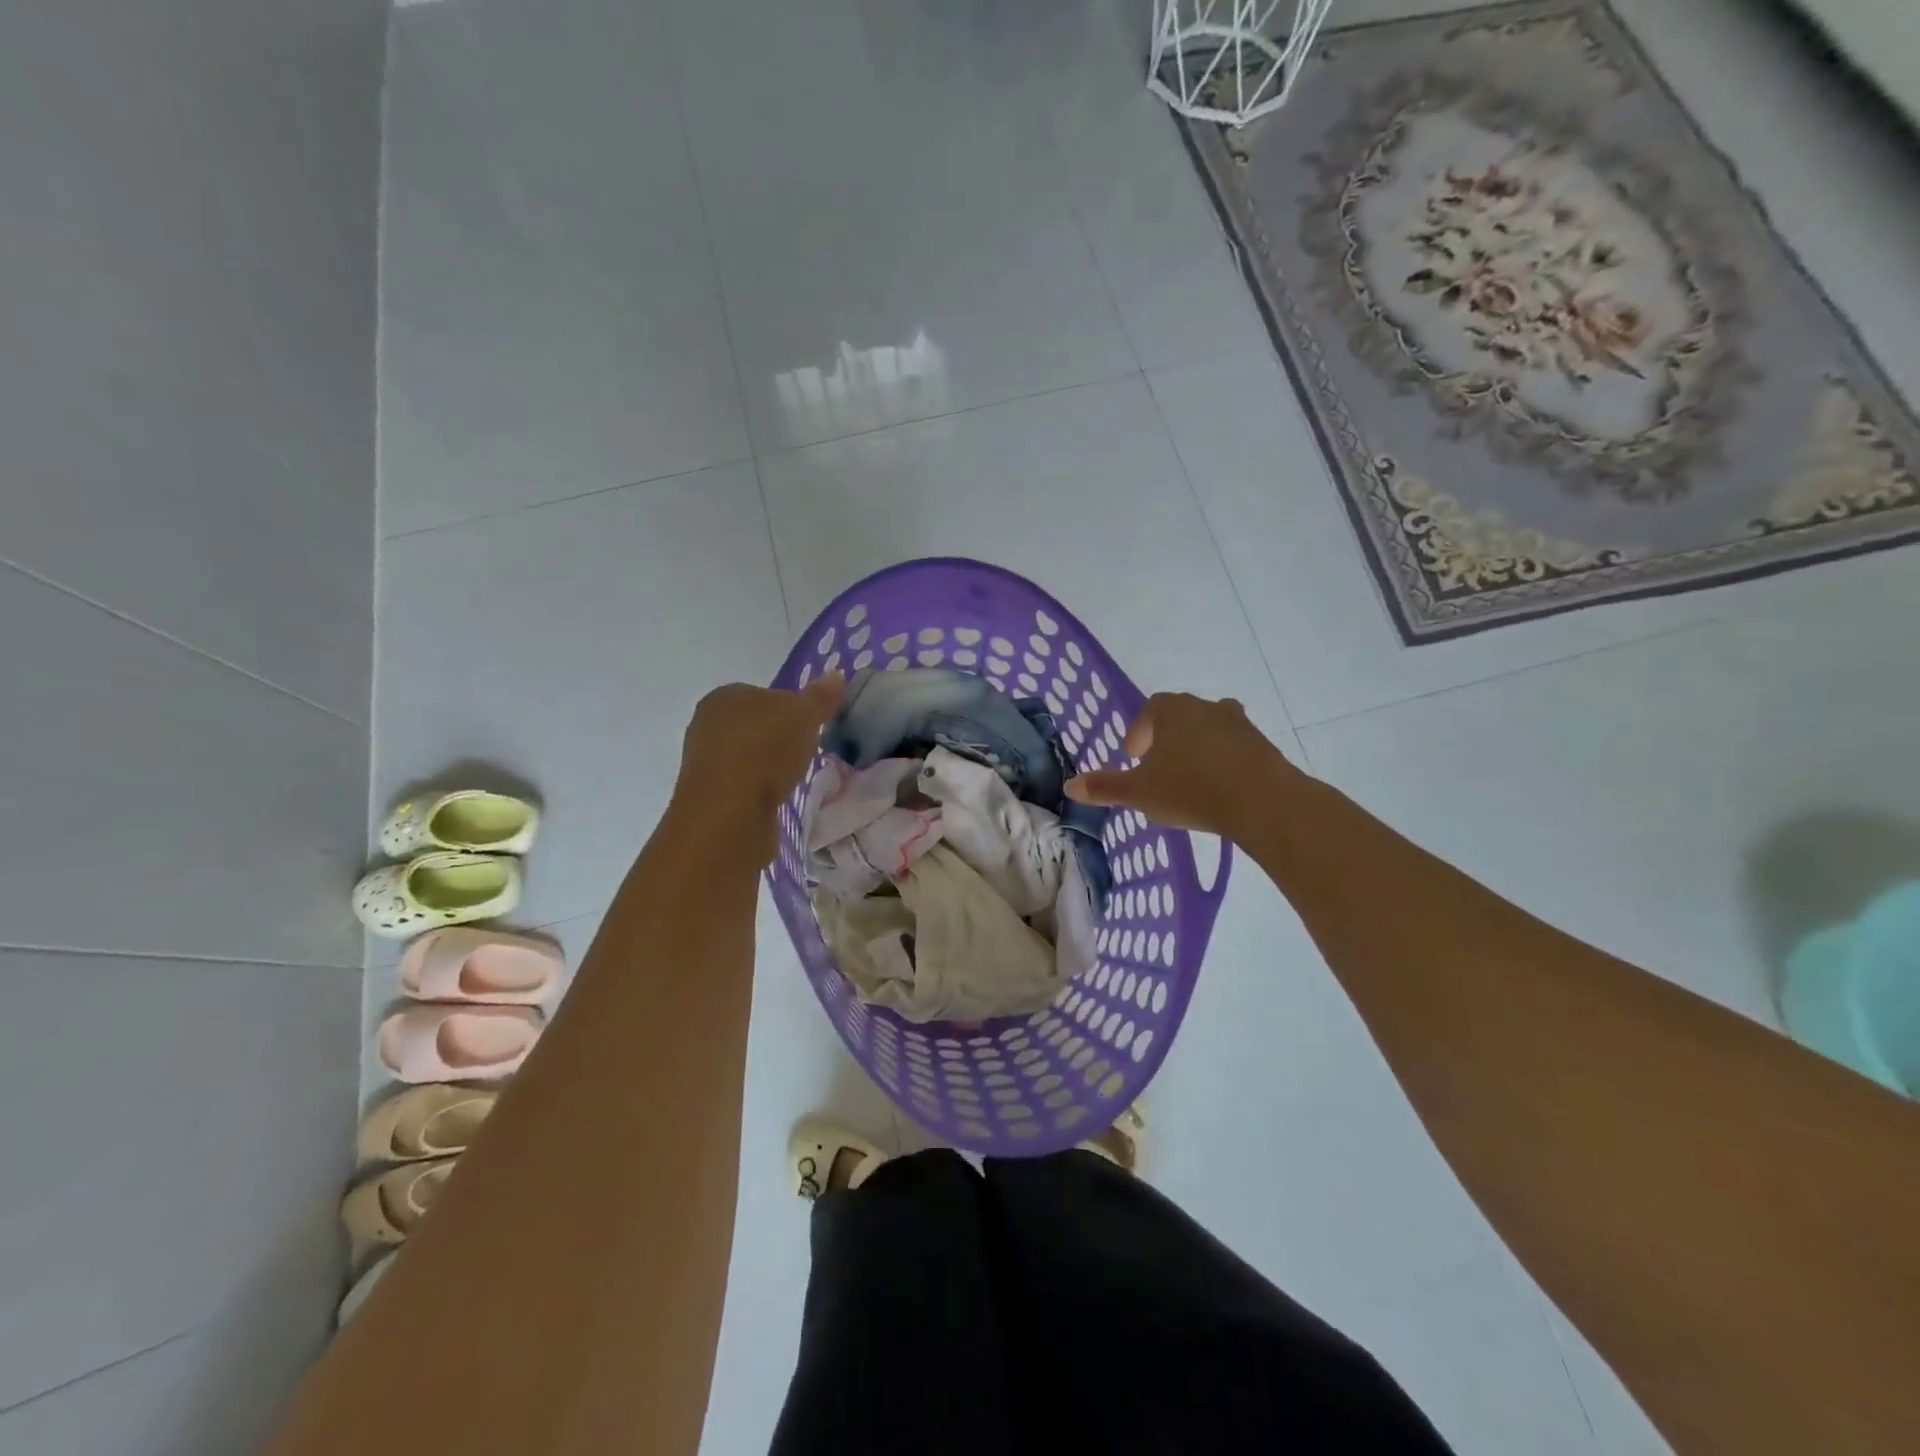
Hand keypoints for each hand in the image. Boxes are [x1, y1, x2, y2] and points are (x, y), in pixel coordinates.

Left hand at [669, 675, 846, 864]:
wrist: (728, 815)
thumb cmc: (765, 753)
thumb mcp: (804, 717)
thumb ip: (820, 697)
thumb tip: (837, 674)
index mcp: (725, 696)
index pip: (766, 694)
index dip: (793, 709)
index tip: (813, 728)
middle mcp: (707, 724)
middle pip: (757, 725)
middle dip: (780, 738)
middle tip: (807, 752)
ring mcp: (705, 762)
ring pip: (749, 756)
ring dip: (769, 766)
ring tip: (793, 778)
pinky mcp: (710, 796)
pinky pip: (744, 784)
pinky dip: (760, 789)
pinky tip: (775, 798)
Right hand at [1064, 692, 1296, 839]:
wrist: (1262, 801)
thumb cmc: (1191, 789)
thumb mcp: (1139, 792)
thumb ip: (1105, 787)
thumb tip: (1069, 786)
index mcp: (1171, 709)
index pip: (1149, 710)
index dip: (1138, 733)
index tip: (1134, 758)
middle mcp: (1204, 706)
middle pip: (1179, 717)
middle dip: (1166, 740)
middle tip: (1157, 769)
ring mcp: (1237, 723)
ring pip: (1207, 731)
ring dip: (1195, 749)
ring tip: (1188, 780)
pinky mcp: (1261, 744)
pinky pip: (1233, 748)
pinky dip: (1221, 762)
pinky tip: (1218, 789)